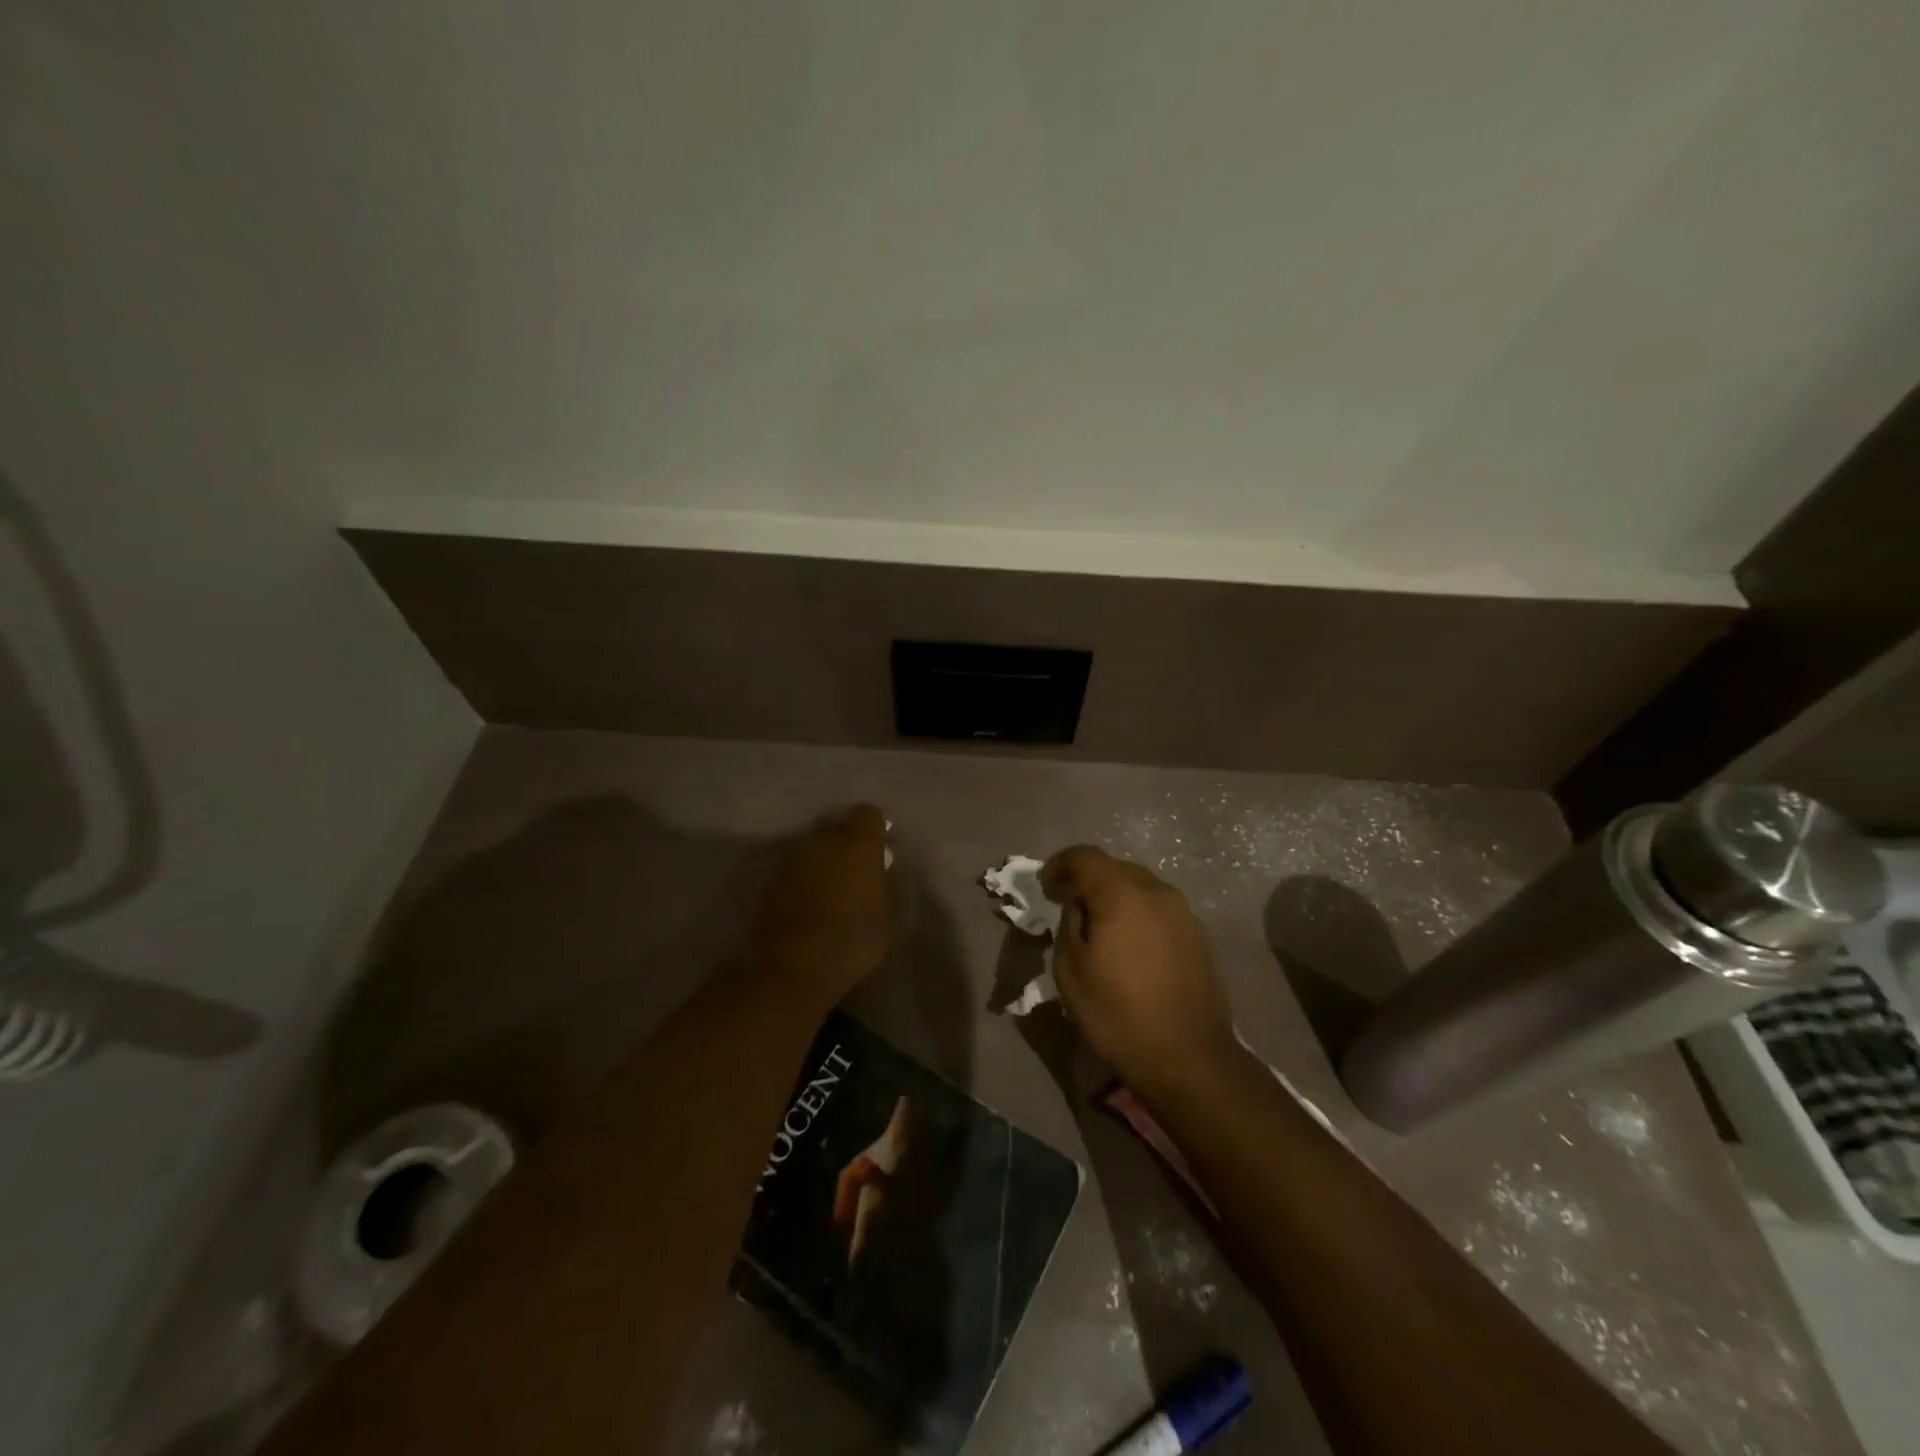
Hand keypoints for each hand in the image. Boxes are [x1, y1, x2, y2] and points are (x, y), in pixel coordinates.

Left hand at [746, 805, 890, 1008]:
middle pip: (836, 827)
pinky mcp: (770, 880)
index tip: (878, 852)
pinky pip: (794, 869)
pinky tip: (808, 905)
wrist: (790, 968)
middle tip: (854, 872)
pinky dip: (802, 880)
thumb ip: (881, 886)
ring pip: (812, 847)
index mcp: (857, 843)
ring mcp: (791, 858)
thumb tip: (878, 873)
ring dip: (821, 861)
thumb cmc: (850, 942)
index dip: (874, 831)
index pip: (868, 814)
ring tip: (830, 891)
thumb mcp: (884, 918)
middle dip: (845, 844)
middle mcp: (822, 840)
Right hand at [1041, 846, 1236, 1101]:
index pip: (1085, 856)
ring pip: (1140, 888)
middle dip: (1087, 880)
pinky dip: (1137, 914)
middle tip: (1066, 904)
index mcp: (1122, 893)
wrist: (1189, 1058)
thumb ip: (1069, 923)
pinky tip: (1129, 944)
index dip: (1059, 864)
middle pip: (1115, 868)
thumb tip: (1078, 904)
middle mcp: (1157, 891)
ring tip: (1098, 925)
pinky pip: (1158, 909)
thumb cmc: (1118, 1014)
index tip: (1044, 887)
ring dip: (1115, 897)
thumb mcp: (1071, 970)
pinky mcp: (1198, 935)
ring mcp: (1183, 912)